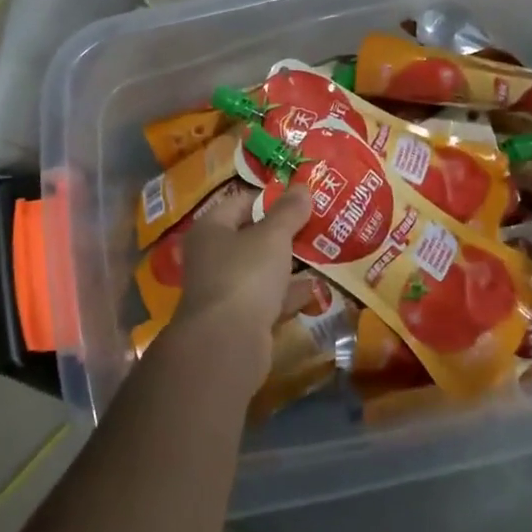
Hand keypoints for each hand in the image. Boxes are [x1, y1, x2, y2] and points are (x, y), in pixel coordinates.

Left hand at [170, 187, 311, 389]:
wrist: (226, 344)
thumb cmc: (245, 275)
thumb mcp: (272, 236)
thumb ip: (288, 211)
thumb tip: (302, 187)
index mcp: (211, 229)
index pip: (241, 202)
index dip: (270, 198)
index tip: (301, 198)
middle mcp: (210, 256)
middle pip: (250, 236)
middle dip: (283, 233)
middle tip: (316, 225)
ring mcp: (223, 290)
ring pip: (260, 269)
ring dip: (287, 264)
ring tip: (321, 253)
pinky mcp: (237, 320)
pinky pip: (266, 299)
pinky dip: (287, 294)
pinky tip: (314, 289)